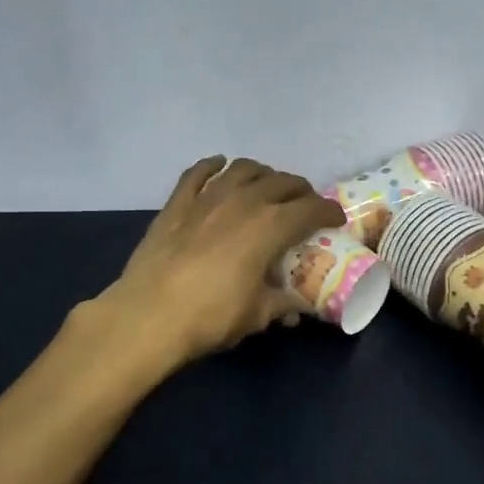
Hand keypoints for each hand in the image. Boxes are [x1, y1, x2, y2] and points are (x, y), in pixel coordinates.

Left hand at [93, 156, 344, 375]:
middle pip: (281, 182)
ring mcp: (207, 198)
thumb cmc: (211, 317)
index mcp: (271, 226)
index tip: (335, 219)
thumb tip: (297, 308)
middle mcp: (244, 201)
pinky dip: (212, 166)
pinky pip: (197, 173)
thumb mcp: (257, 315)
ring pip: (242, 169)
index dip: (328, 212)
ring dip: (262, 173)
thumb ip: (282, 304)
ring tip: (267, 185)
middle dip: (299, 191)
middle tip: (303, 205)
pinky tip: (218, 166)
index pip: (311, 209)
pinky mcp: (176, 204)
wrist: (148, 316)